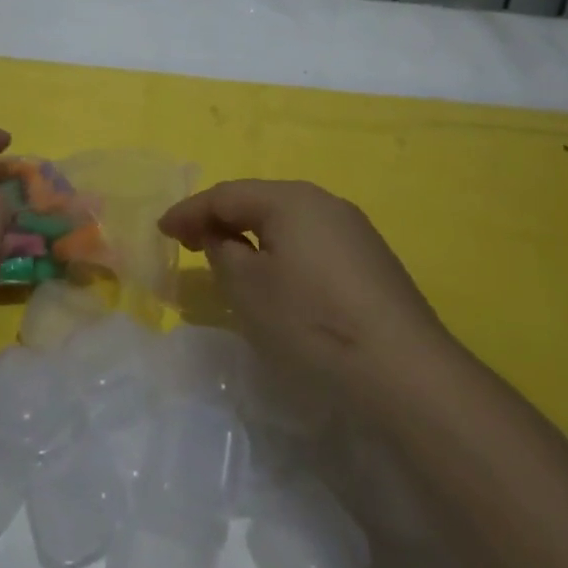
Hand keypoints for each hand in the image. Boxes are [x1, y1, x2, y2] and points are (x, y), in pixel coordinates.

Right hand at [158, 181, 451, 411]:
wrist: (406, 372)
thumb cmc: (312, 322)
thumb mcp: (248, 288)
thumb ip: (223, 251)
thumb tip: (223, 237)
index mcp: (290, 199)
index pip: (226, 195)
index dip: (189, 211)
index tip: (161, 230)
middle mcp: (323, 202)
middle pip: (258, 202)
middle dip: (220, 219)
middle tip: (190, 242)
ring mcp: (353, 230)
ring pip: (287, 222)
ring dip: (252, 236)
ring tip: (229, 260)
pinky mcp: (372, 261)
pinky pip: (311, 243)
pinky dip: (283, 253)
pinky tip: (278, 280)